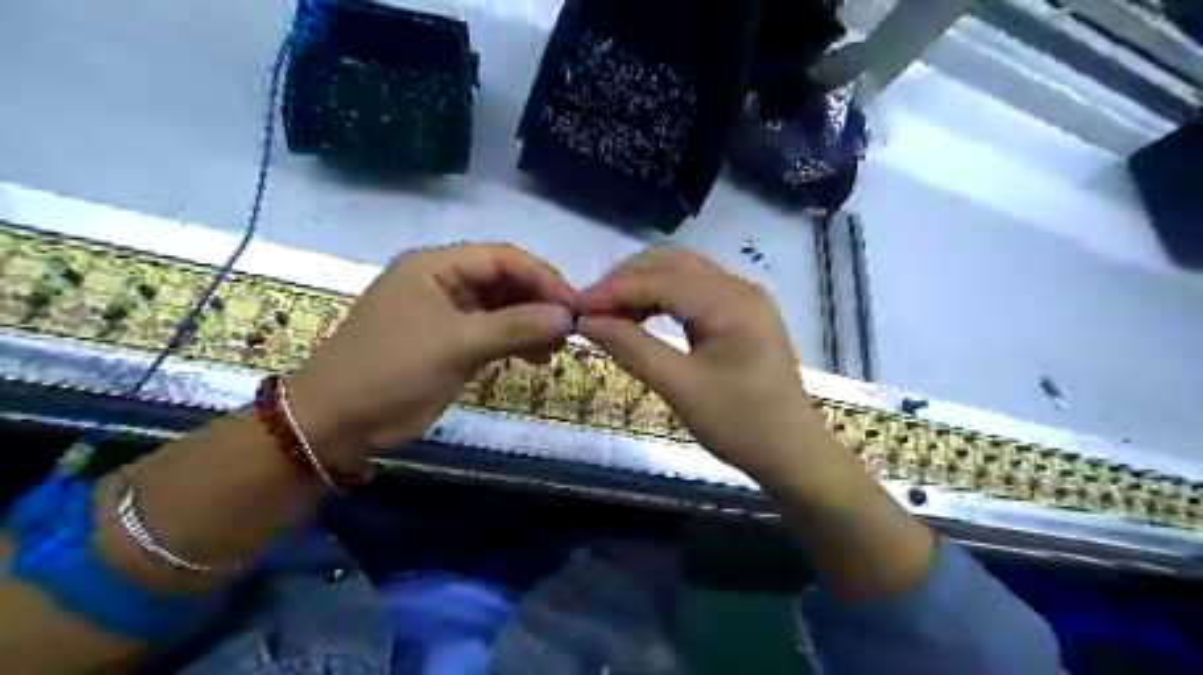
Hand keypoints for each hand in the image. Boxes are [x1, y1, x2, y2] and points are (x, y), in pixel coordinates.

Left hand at [289, 243, 573, 469]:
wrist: (334, 423)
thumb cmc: (391, 372)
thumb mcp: (457, 345)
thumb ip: (514, 326)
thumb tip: (567, 317)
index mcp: (435, 267)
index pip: (501, 258)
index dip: (541, 277)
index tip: (573, 306)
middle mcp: (441, 282)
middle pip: (502, 281)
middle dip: (538, 302)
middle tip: (568, 330)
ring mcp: (444, 314)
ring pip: (499, 308)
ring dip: (529, 324)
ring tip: (554, 348)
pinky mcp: (446, 342)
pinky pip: (490, 332)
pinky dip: (514, 342)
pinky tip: (534, 358)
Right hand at [578, 249, 822, 483]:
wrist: (791, 453)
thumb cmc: (739, 425)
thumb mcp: (680, 387)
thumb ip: (632, 348)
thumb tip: (587, 322)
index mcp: (731, 302)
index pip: (660, 279)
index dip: (614, 290)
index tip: (576, 308)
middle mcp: (739, 287)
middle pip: (671, 265)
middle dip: (626, 282)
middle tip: (590, 311)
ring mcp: (743, 298)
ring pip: (681, 274)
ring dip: (642, 287)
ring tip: (610, 314)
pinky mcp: (740, 313)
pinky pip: (693, 292)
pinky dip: (661, 299)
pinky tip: (641, 316)